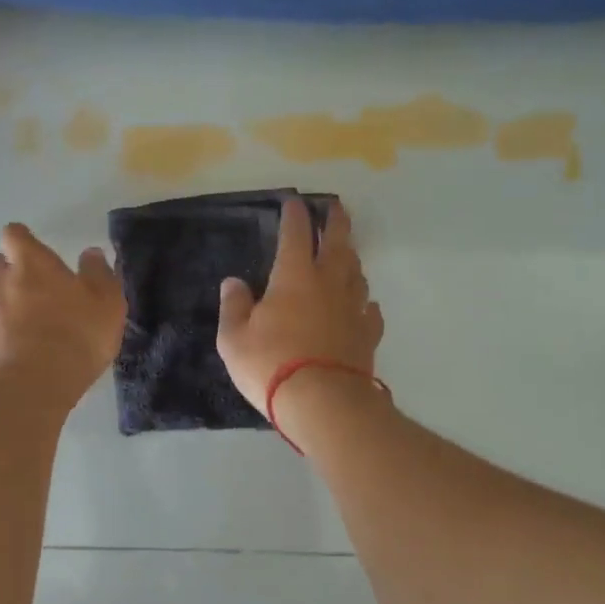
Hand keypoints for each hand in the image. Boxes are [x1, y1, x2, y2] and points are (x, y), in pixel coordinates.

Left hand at [0, 223, 126, 399]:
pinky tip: (9, 356)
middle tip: (24, 283)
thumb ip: (98, 272)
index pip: (14, 234)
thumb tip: (91, 253)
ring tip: (13, 319)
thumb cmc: (78, 332)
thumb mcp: (107, 300)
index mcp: (31, 264)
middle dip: (1, 268)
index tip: (33, 249)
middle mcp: (0, 284)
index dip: (22, 239)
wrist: (38, 383)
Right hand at [216, 198, 383, 414]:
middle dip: (336, 222)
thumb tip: (233, 282)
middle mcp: (329, 283)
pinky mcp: (368, 334)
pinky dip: (365, 301)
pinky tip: (364, 304)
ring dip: (351, 258)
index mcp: (294, 277)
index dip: (295, 215)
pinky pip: (371, 310)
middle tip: (336, 207)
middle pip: (337, 243)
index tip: (294, 201)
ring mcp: (353, 308)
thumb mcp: (234, 339)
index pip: (295, 234)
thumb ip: (233, 307)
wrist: (324, 402)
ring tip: (346, 252)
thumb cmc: (271, 365)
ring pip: (357, 272)